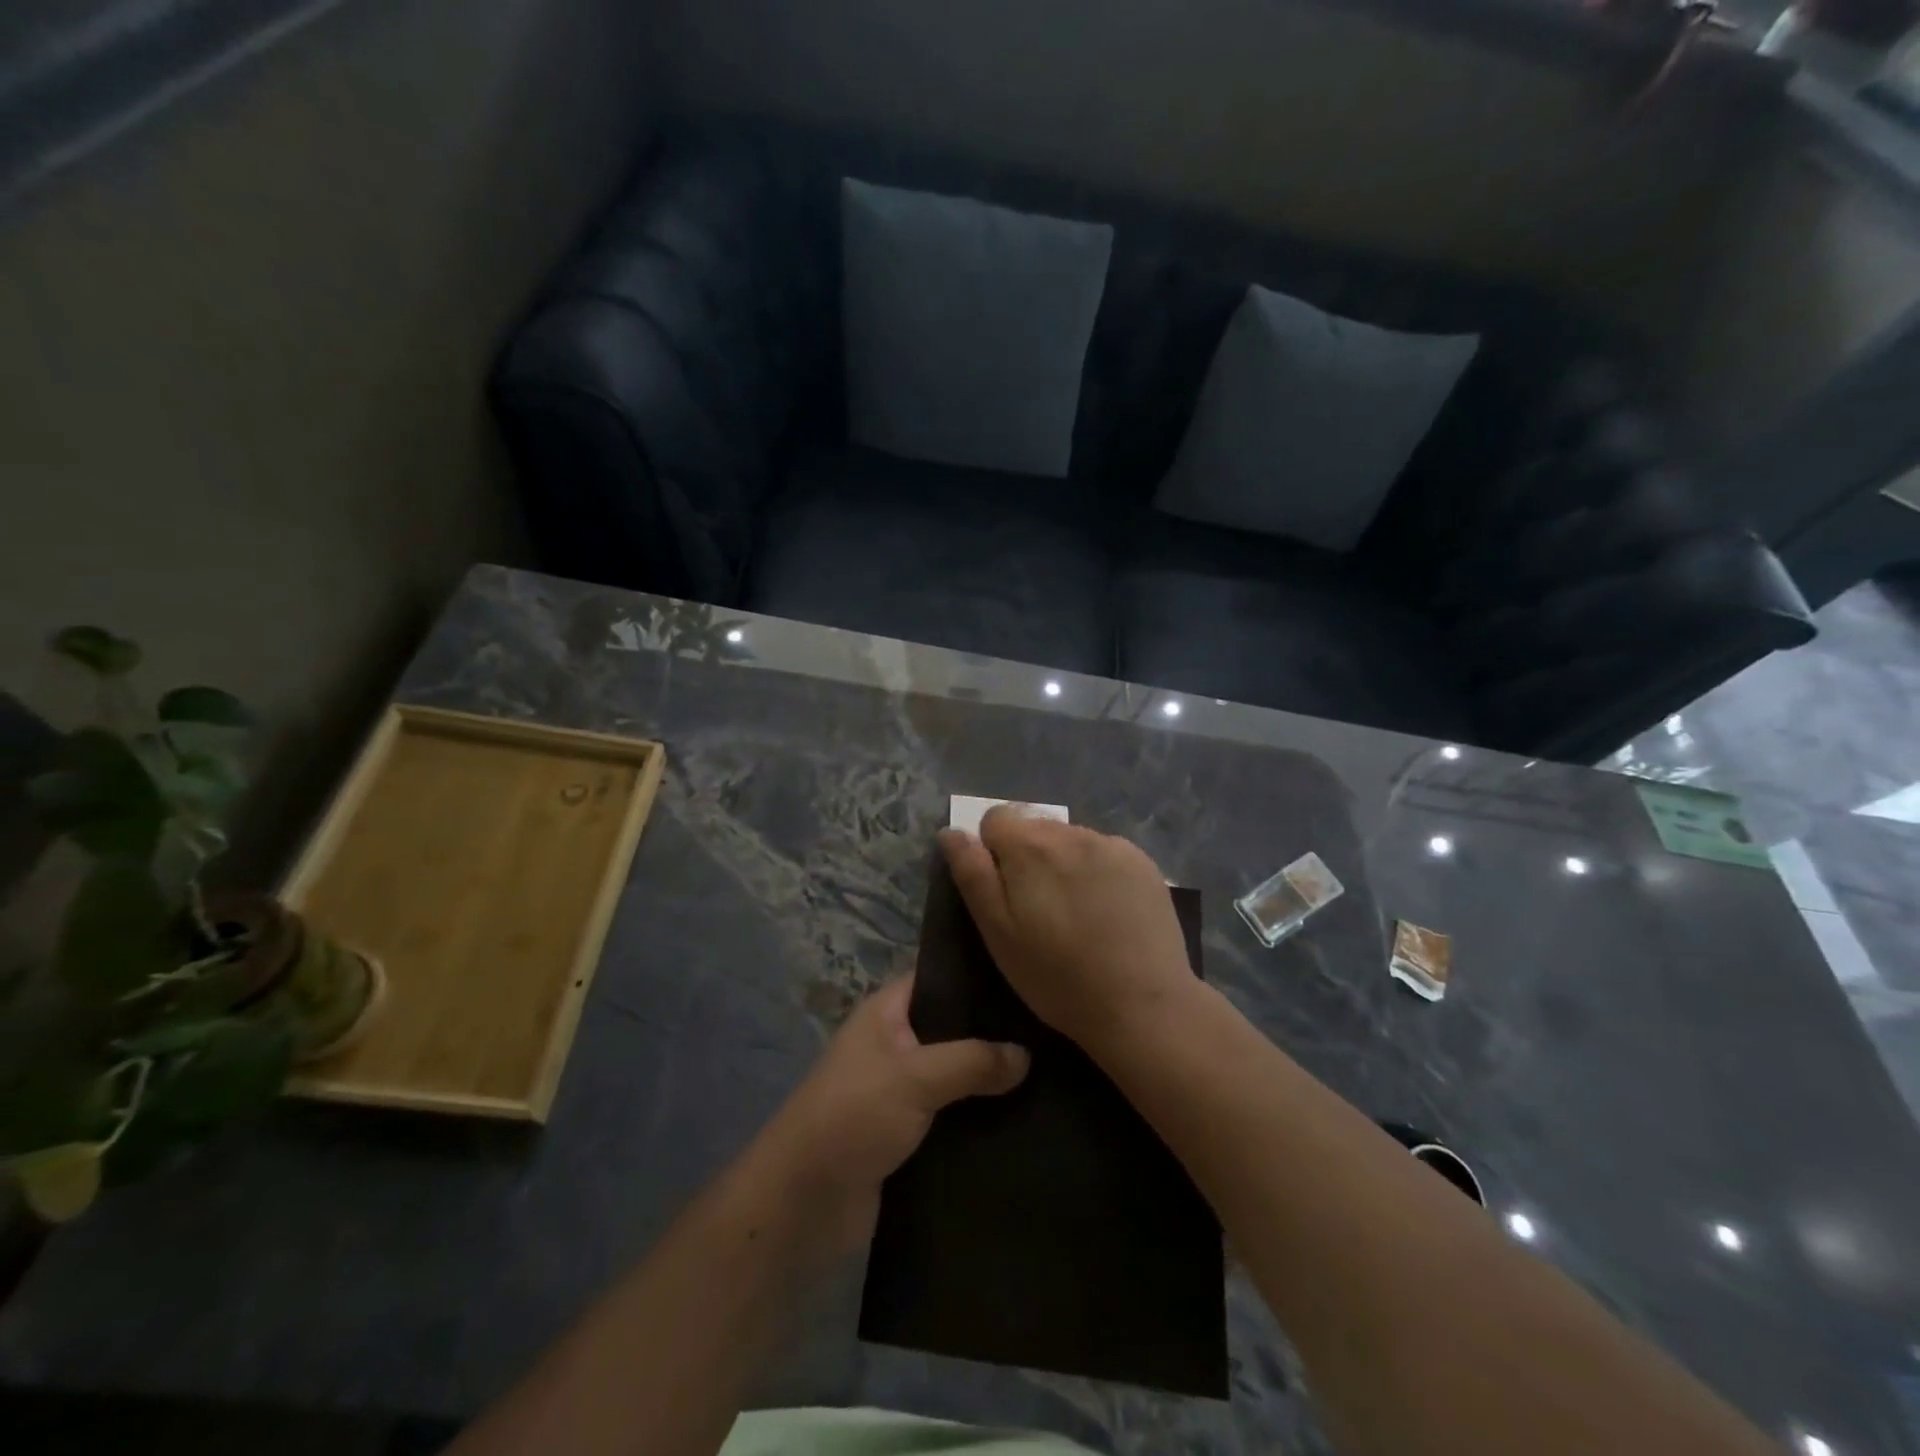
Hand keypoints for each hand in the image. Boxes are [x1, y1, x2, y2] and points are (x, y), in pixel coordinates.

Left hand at [756, 977, 1028, 1254]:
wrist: (804, 1204)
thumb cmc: (853, 1116)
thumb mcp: (914, 1077)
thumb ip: (972, 1061)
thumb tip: (1026, 1055)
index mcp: (887, 1013)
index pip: (939, 978)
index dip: (980, 976)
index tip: (1030, 977)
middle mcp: (895, 1044)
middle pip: (954, 1029)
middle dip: (995, 1034)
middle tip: (1051, 1029)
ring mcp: (902, 1091)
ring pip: (958, 1076)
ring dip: (991, 1081)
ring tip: (1051, 1072)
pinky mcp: (909, 1135)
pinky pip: (954, 1116)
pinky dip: (981, 1118)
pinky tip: (1026, 1117)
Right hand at [939, 807, 1200, 1052]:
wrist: (1142, 1005)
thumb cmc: (1056, 977)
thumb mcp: (997, 932)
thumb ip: (972, 874)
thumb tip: (950, 832)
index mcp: (1030, 845)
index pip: (995, 819)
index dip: (992, 853)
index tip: (1005, 894)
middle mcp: (1071, 832)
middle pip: (1035, 827)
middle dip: (1028, 856)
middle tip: (1038, 909)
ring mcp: (1112, 845)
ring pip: (1070, 839)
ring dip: (1063, 862)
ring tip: (1076, 912)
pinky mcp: (1143, 862)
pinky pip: (1105, 853)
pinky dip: (1098, 871)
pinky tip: (1107, 911)